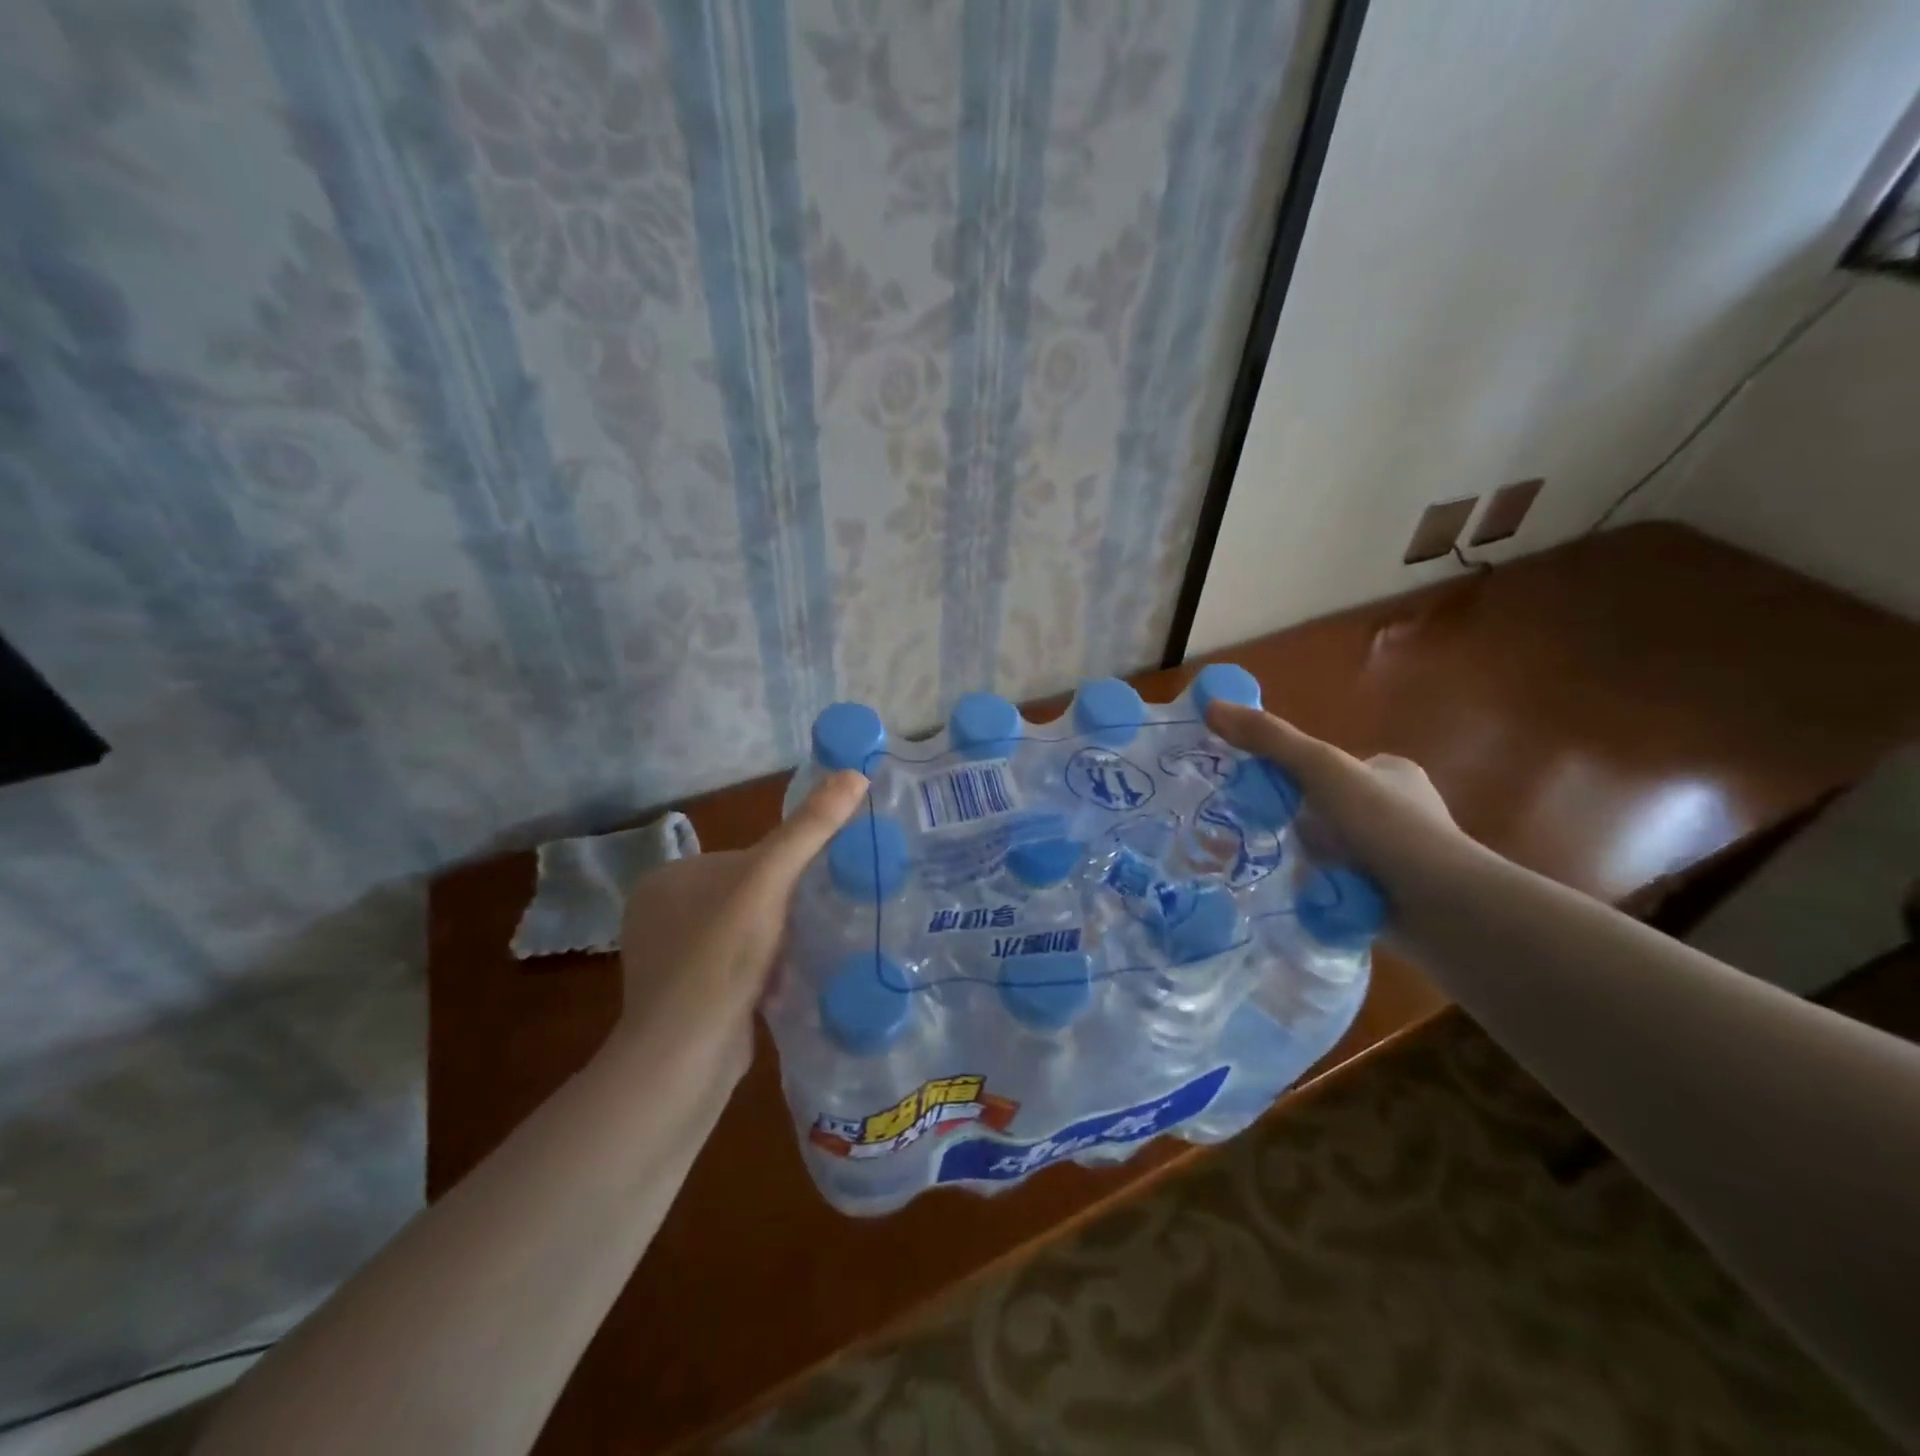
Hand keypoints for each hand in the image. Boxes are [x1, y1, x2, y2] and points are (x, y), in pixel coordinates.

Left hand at [613, 772, 868, 1081]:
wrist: (686, 1057)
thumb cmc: (721, 956)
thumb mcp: (768, 880)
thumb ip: (810, 829)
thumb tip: (855, 772)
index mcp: (667, 878)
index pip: (744, 856)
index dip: (785, 870)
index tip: (818, 887)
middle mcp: (659, 914)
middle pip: (747, 895)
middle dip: (785, 908)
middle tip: (820, 920)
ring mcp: (670, 959)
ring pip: (745, 933)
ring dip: (778, 940)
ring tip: (808, 952)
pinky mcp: (686, 997)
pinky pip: (737, 967)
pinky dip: (765, 970)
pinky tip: (786, 983)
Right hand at [1205, 701, 1476, 910]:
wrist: (1443, 905)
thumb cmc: (1385, 824)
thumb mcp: (1321, 769)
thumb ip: (1269, 739)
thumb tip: (1212, 705)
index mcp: (1392, 773)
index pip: (1327, 768)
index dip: (1293, 778)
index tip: (1263, 795)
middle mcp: (1399, 810)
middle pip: (1323, 810)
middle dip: (1297, 824)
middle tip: (1263, 835)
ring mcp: (1397, 856)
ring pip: (1330, 850)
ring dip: (1305, 860)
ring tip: (1274, 868)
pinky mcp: (1392, 896)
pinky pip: (1339, 885)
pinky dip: (1319, 890)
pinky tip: (1299, 897)